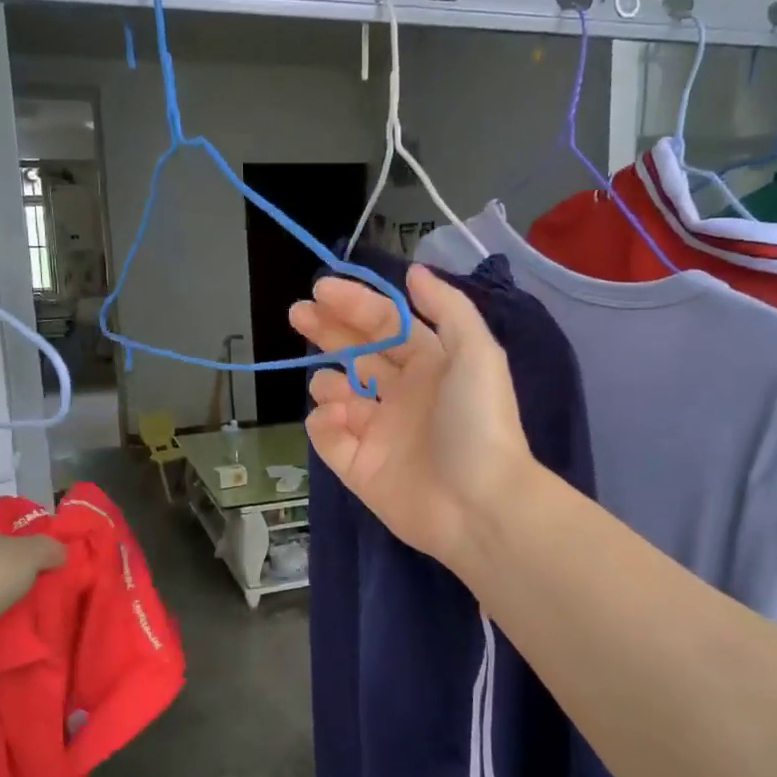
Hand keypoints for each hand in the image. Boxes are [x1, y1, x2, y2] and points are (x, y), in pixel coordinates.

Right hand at [289, 265, 536, 568]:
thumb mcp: (477, 354)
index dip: (354, 304)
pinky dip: (325, 422)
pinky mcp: (359, 467)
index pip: (385, 324)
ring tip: (334, 388)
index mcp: (430, 365)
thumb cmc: (477, 422)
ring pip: (338, 394)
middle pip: (356, 353)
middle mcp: (402, 394)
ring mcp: (378, 431)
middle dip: (327, 330)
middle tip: (297, 314)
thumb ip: (447, 309)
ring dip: (328, 381)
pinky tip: (337, 418)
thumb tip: (414, 272)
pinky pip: (328, 436)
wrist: (479, 504)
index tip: (320, 289)